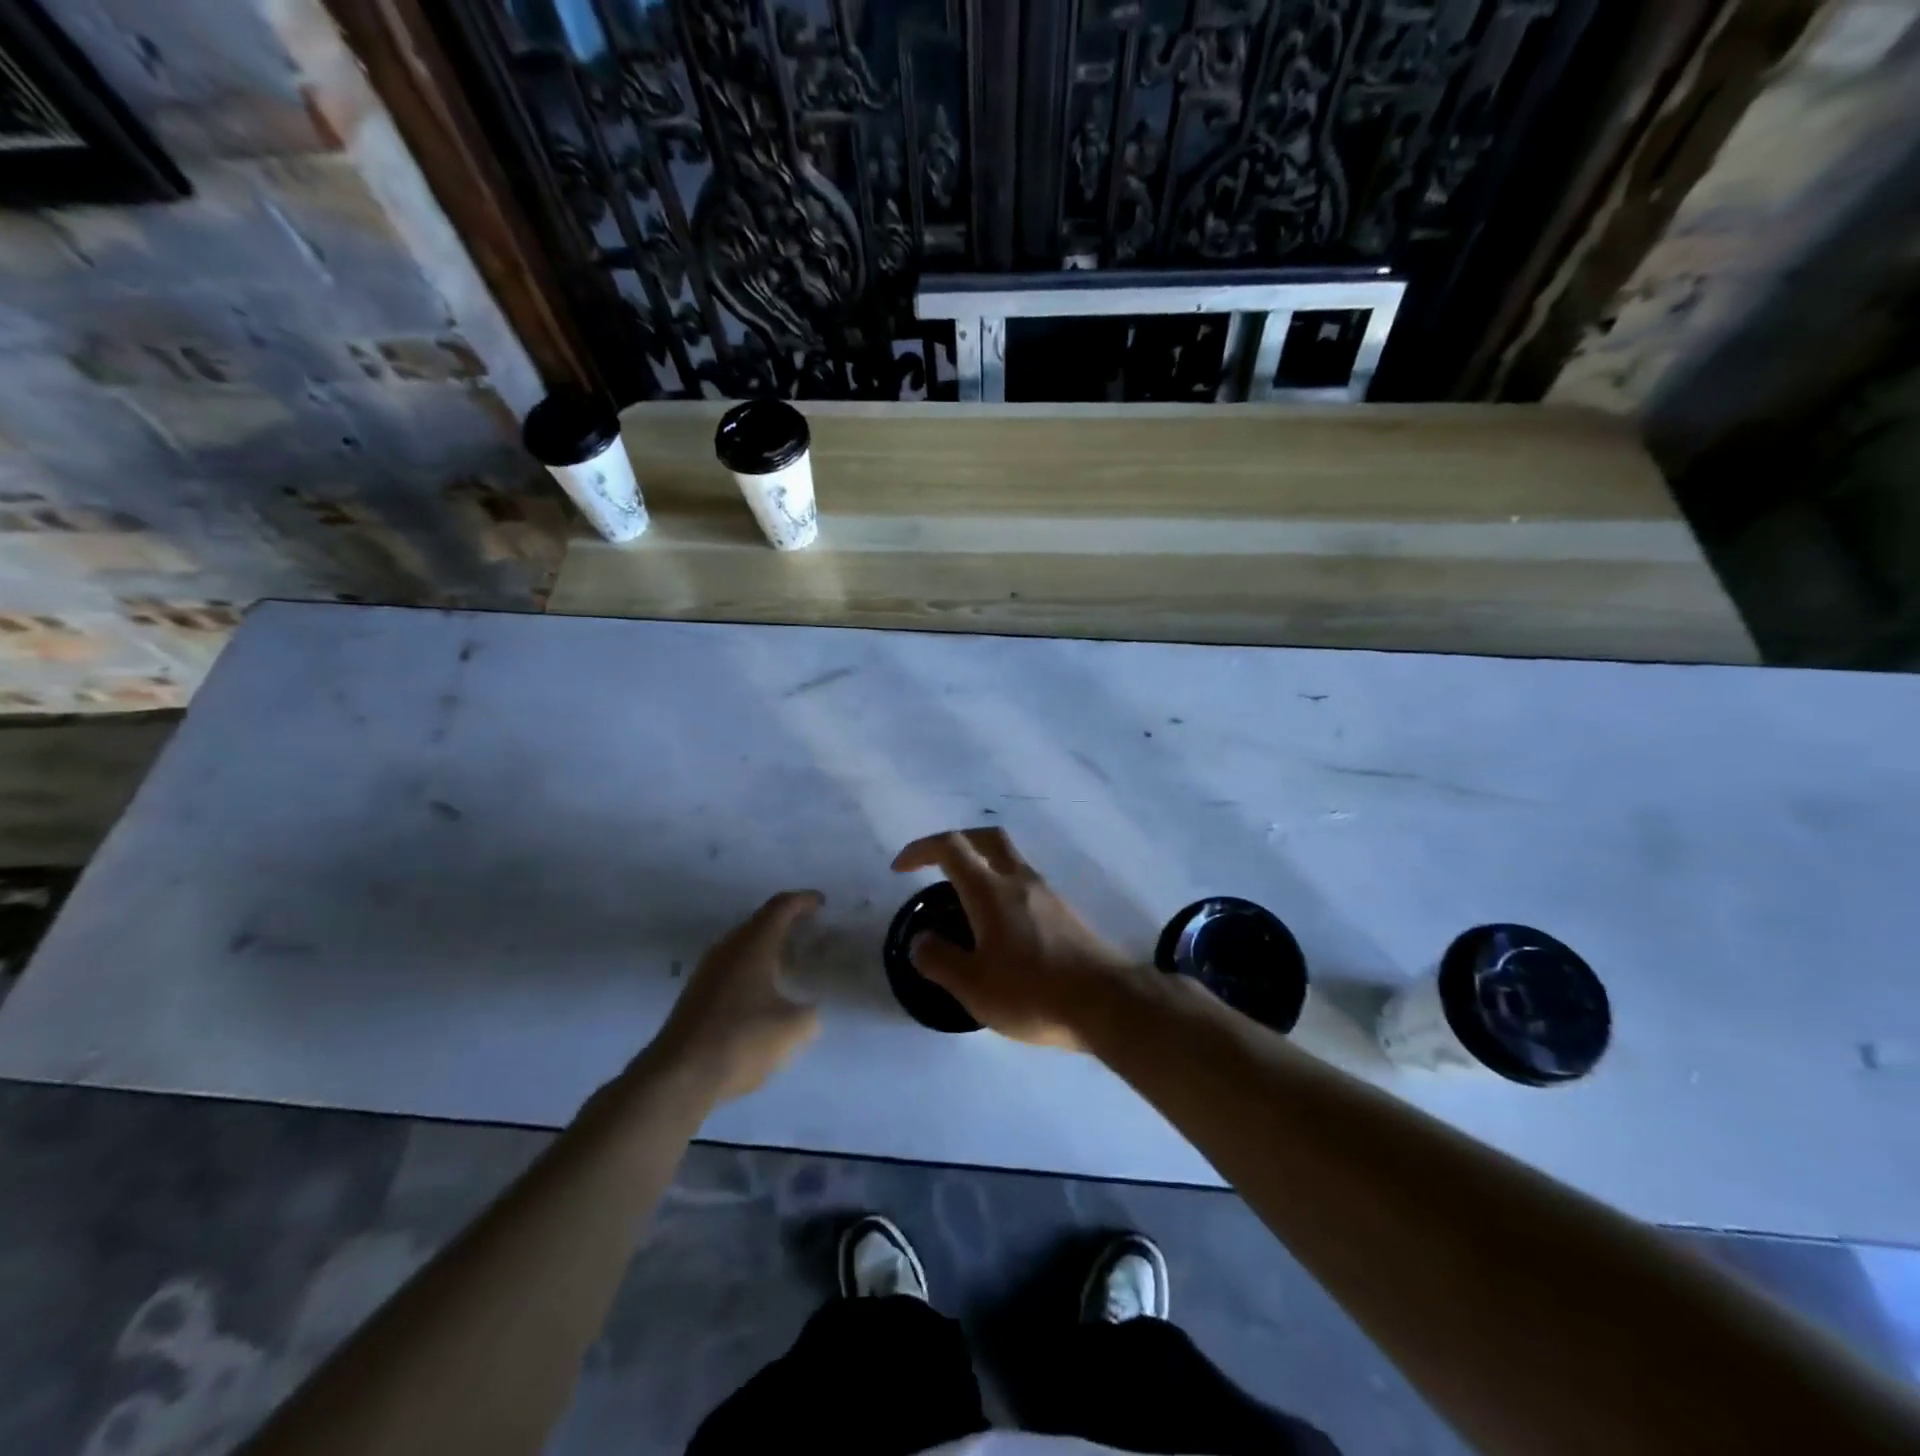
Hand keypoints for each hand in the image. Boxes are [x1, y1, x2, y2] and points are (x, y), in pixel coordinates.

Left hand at [652, 891, 823, 1100]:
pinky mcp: (697, 994)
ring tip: (792, 964)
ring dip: (768, 948)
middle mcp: (728, 948)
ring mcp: (708, 971)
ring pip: (744, 946)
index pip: (781, 907)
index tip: (823, 904)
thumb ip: (810, 1013)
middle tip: (811, 934)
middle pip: (760, 922)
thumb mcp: (792, 1029)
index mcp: (753, 944)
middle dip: (787, 924)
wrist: (679, 1076)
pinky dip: (753, 969)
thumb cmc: (741, 1040)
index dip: (804, 900)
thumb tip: (809, 1010)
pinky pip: (732, 967)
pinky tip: (765, 994)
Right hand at [891, 828, 1144, 1050]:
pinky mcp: (1065, 912)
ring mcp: (1047, 893)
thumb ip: (939, 960)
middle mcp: (1019, 880)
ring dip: (982, 865)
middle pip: (986, 838)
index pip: (950, 848)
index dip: (920, 849)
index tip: (900, 869)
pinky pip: (1025, 883)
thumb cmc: (1033, 993)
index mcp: (990, 891)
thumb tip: (921, 939)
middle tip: (934, 865)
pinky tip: (999, 926)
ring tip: (964, 901)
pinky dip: (1003, 887)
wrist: (1107, 1003)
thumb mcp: (973, 986)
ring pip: (1009, 859)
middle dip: (956, 843)